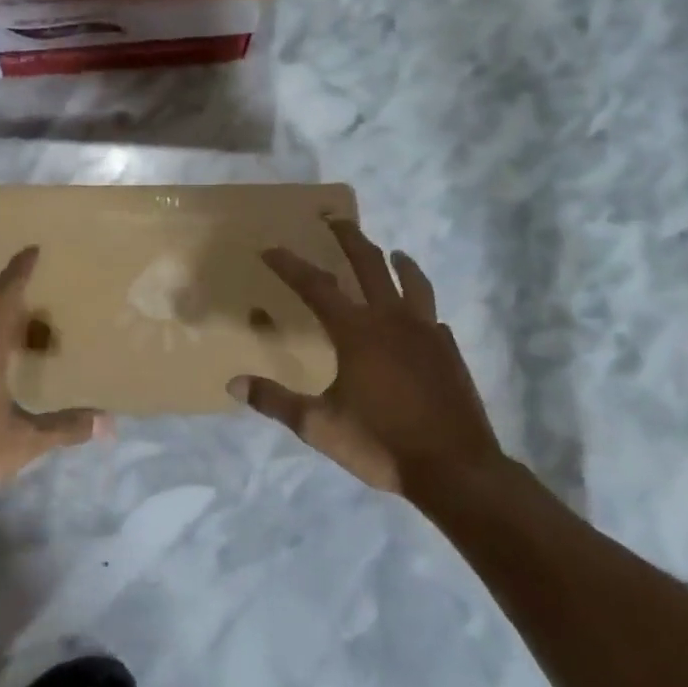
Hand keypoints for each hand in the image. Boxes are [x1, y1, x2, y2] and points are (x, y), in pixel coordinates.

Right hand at [229, 219, 505, 498]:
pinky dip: (421, 306)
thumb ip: (276, 401)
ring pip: (413, 282)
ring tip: (393, 252)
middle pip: (369, 265)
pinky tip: (420, 316)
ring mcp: (426, 333)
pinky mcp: (448, 351)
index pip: (316, 286)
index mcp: (356, 332)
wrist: (454, 468)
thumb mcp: (319, 426)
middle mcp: (392, 320)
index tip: (270, 248)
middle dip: (349, 238)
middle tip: (335, 218)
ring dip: (399, 262)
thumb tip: (234, 383)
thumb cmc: (381, 443)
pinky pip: (432, 317)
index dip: (290, 265)